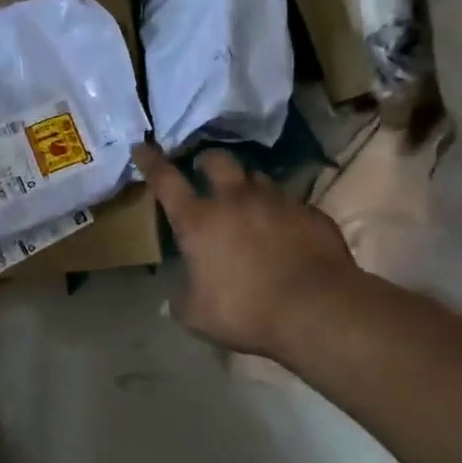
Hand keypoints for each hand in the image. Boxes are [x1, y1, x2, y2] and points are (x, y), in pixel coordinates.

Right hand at [132, 143, 358, 358]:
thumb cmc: (246, 312)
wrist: (318, 310)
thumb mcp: (197, 315)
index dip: (151, 162)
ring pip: (258, 178)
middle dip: (207, 161)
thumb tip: (175, 295)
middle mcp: (236, 201)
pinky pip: (292, 204)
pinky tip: (286, 232)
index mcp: (199, 222)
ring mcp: (277, 203)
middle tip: (204, 169)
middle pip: (219, 161)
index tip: (143, 147)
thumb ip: (181, 299)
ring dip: (247, 185)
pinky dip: (283, 213)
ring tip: (248, 201)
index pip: (166, 181)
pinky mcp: (311, 214)